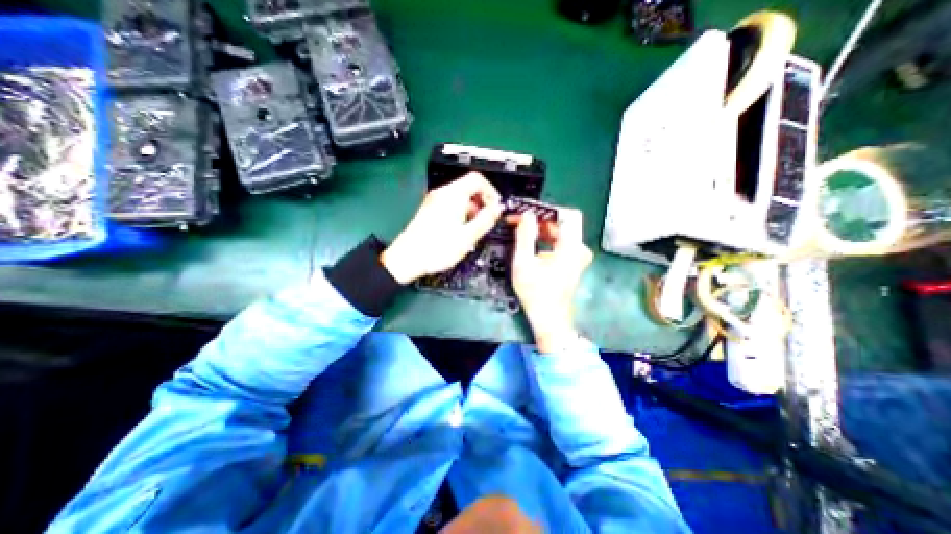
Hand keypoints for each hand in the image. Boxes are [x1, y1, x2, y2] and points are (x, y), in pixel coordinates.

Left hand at [380, 173, 500, 283]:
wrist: (407, 259)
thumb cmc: (437, 249)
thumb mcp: (468, 236)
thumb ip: (486, 220)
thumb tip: (497, 209)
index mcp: (453, 196)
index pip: (477, 179)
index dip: (491, 192)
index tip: (496, 207)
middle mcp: (442, 194)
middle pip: (468, 187)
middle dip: (482, 201)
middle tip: (487, 219)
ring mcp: (434, 201)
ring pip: (460, 197)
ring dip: (472, 208)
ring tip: (474, 228)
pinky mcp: (430, 211)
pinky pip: (450, 204)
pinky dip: (461, 212)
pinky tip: (461, 230)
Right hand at [516, 208, 592, 354]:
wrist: (548, 318)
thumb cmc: (535, 292)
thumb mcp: (524, 263)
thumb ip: (524, 236)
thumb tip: (526, 215)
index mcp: (572, 247)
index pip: (568, 214)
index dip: (547, 210)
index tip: (528, 212)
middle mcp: (579, 249)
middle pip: (562, 223)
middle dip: (539, 219)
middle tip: (518, 220)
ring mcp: (577, 256)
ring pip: (560, 232)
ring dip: (540, 229)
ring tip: (520, 229)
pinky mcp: (572, 262)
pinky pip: (560, 242)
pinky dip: (545, 239)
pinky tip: (529, 242)